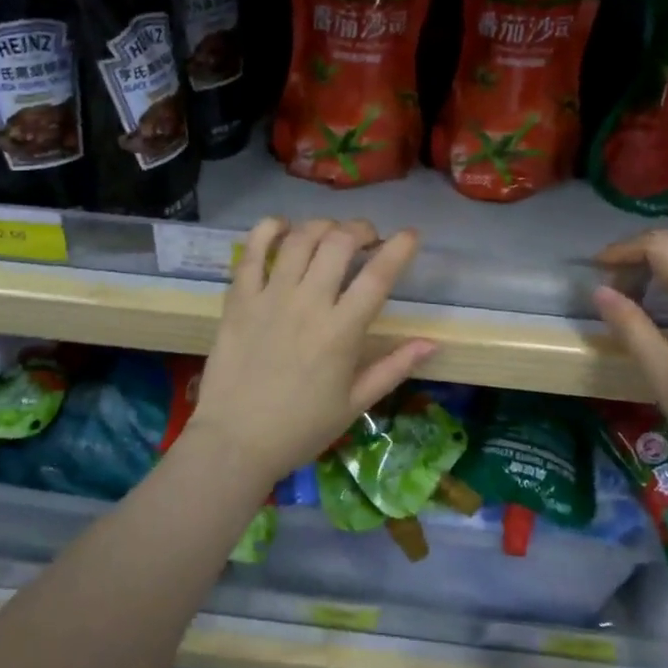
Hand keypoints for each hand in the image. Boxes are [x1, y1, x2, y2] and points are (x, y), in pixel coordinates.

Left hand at [185, 218, 435, 485]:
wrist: (235, 441)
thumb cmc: (300, 428)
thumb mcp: (355, 404)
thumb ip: (394, 368)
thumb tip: (432, 342)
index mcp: (341, 332)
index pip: (377, 276)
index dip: (399, 249)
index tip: (410, 235)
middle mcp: (307, 304)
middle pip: (339, 243)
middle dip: (360, 229)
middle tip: (367, 238)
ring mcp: (270, 297)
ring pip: (300, 239)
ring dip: (323, 226)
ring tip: (331, 233)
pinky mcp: (239, 299)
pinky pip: (253, 251)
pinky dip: (269, 229)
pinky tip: (283, 227)